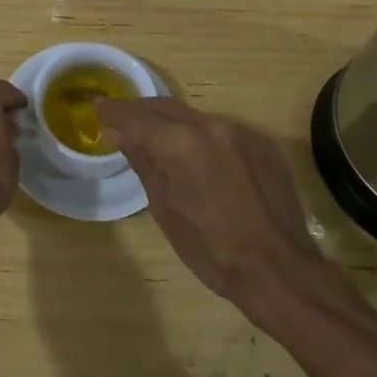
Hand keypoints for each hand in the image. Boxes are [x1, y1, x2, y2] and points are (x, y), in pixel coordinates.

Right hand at [96, 97, 357, 325]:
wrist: (279, 269)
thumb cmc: (212, 249)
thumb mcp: (165, 209)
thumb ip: (143, 162)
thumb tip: (118, 134)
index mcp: (179, 143)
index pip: (135, 117)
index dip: (113, 112)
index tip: (97, 110)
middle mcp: (209, 126)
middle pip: (165, 107)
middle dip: (141, 113)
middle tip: (122, 122)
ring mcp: (240, 132)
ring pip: (195, 118)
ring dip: (174, 126)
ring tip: (161, 143)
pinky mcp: (262, 144)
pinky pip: (223, 132)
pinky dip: (204, 139)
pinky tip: (202, 161)